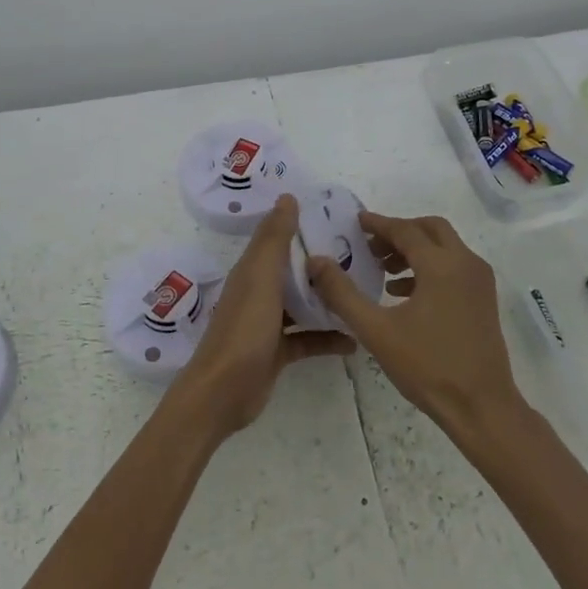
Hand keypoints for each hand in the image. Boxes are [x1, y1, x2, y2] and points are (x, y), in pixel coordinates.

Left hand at [174, 194, 355, 435]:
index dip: (301, 226)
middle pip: (293, 271)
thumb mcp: (261, 277)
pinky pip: (308, 339)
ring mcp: (268, 324)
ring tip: (363, 293)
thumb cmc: (244, 328)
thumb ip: (274, 239)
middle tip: (363, 255)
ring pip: (302, 304)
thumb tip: (287, 196)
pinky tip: (355, 340)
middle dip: (322, 264)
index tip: (337, 217)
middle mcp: (259, 292)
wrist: (223, 391)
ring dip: (327, 300)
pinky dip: (329, 338)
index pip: (278, 239)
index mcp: (252, 271)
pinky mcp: (277, 352)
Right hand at [306, 211, 527, 438]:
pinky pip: (454, 267)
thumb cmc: (427, 366)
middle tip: (371, 246)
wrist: (481, 407)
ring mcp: (479, 281)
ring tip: (383, 270)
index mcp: (441, 265)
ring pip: (445, 247)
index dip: (378, 224)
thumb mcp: (376, 330)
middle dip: (399, 232)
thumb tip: (316, 261)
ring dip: (414, 250)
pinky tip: (403, 293)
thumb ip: (342, 293)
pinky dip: (429, 267)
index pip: (405, 230)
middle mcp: (466, 263)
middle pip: (430, 229)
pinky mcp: (484, 299)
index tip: (356, 222)